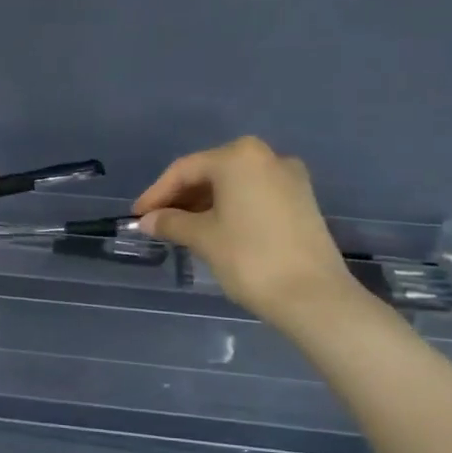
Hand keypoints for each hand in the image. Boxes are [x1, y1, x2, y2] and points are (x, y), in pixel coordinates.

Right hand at [133, 136, 362, 329]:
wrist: (313, 296)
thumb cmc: (250, 258)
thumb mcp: (203, 238)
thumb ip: (171, 222)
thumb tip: (147, 220)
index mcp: (239, 157)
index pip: (185, 170)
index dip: (156, 193)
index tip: (138, 217)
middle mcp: (267, 156)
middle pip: (211, 172)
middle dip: (181, 197)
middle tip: (158, 222)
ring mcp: (289, 178)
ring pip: (234, 184)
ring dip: (204, 203)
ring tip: (181, 229)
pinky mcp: (302, 200)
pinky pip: (254, 195)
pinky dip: (230, 208)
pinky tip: (214, 229)